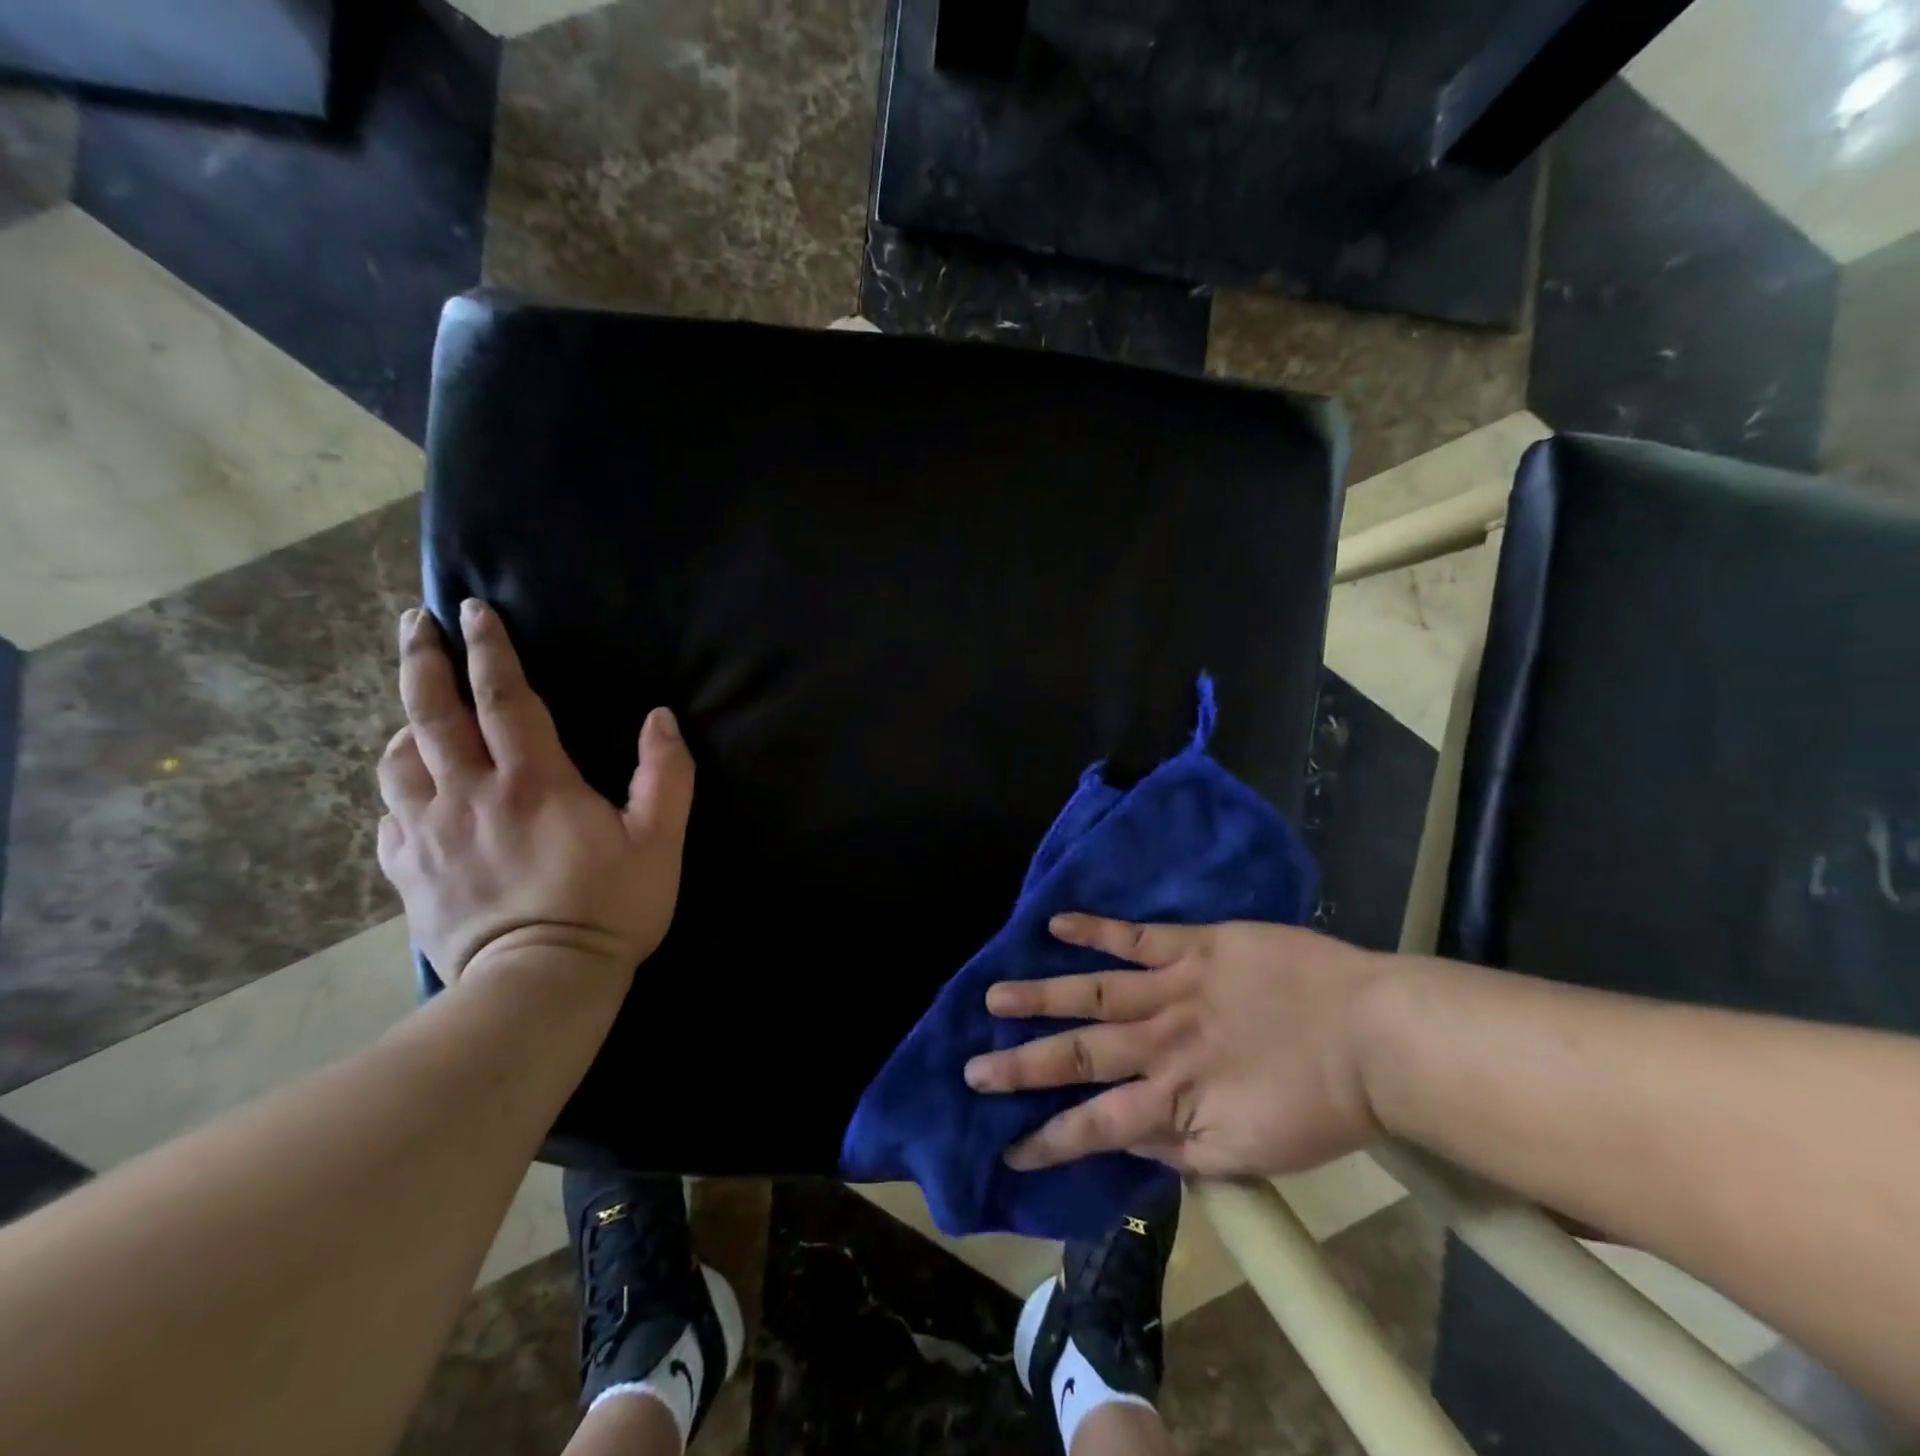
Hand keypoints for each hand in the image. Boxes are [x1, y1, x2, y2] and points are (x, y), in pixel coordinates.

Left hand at [376, 599, 694, 985]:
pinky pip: (389, 816)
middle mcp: (470, 794)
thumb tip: (662, 719)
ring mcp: (429, 834)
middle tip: (414, 625)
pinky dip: (398, 790)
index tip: (473, 610)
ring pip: (398, 760)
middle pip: (433, 713)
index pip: (504, 698)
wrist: (541, 984)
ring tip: (417, 713)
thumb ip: (665, 775)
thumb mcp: (660, 841)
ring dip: (405, 724)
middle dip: (422, 661)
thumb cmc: (609, 907)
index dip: (490, 649)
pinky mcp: (409, 872)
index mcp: (534, 782)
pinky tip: (412, 792)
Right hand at [964, 915, 1391, 1176]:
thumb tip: (1128, 1138)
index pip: (1097, 1126)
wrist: (1374, 1034)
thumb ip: (1185, 1150)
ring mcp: (1174, 989)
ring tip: (994, 998)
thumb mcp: (1252, 1152)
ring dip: (1041, 997)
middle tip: (972, 1069)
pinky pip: (1135, 938)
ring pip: (1093, 993)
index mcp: (1177, 1100)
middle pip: (1079, 1056)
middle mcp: (1162, 1043)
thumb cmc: (1320, 1102)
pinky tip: (1056, 923)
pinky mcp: (1193, 946)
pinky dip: (1095, 930)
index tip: (1007, 1149)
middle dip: (1021, 1066)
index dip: (1050, 1140)